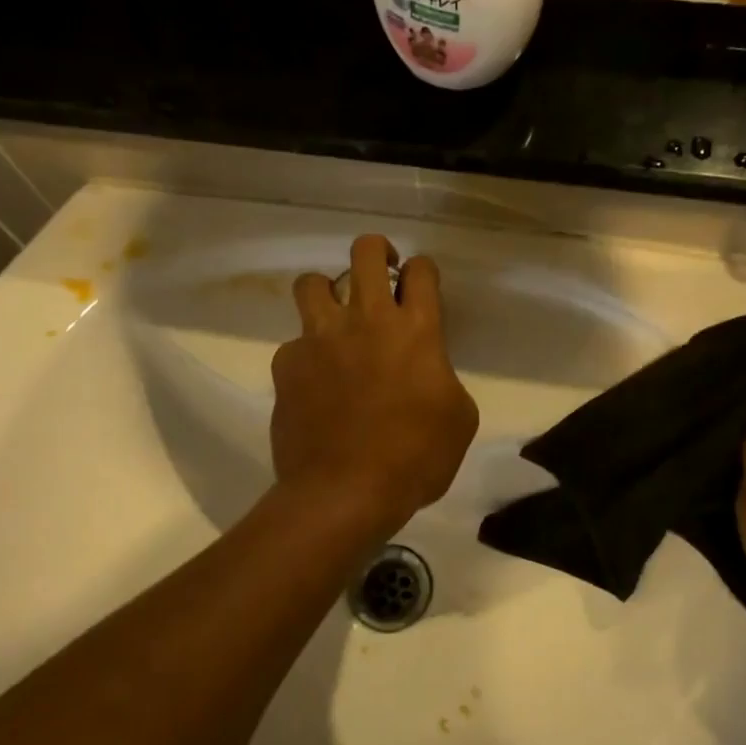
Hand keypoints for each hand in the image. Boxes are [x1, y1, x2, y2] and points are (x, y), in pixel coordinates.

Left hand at [271, 235, 478, 537]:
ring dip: (328, 292)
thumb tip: (427, 373)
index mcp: (416, 330)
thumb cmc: (415, 459)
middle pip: (364, 251)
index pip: (421, 271)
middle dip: (376, 252)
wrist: (344, 492)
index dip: (423, 272)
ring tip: (336, 319)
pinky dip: (306, 355)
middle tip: (381, 275)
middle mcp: (366, 320)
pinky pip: (294, 344)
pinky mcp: (286, 365)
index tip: (421, 287)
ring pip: (312, 283)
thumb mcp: (459, 420)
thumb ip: (444, 379)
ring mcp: (319, 339)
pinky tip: (315, 384)